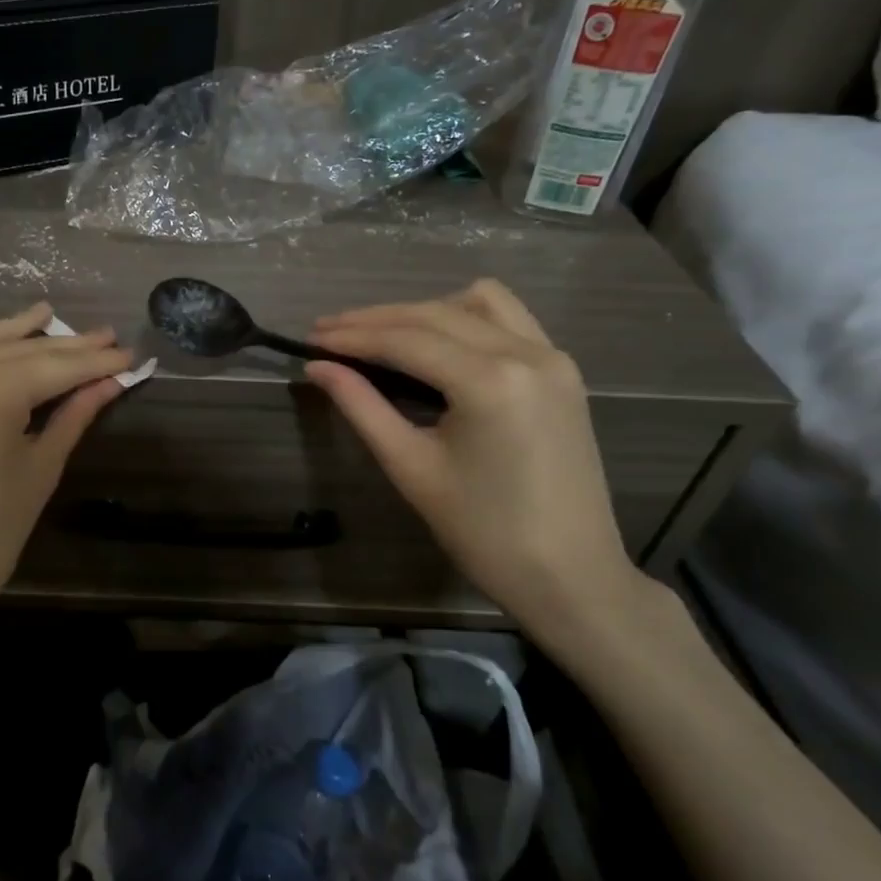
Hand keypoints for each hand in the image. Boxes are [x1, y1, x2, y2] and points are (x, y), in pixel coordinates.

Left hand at [0, 300, 130, 677]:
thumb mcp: (38, 472)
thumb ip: (72, 417)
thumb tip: (109, 383)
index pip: (58, 367)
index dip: (97, 361)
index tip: (128, 354)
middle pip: (19, 350)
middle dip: (65, 346)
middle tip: (103, 336)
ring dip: (12, 328)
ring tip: (47, 312)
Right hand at [308, 280, 681, 668]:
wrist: (570, 576)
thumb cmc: (483, 533)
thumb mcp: (411, 467)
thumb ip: (362, 407)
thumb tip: (317, 367)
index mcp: (490, 381)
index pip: (405, 340)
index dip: (352, 336)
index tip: (311, 338)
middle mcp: (527, 352)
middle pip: (435, 314)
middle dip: (377, 320)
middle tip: (329, 334)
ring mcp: (553, 357)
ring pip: (477, 303)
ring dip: (424, 312)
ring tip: (383, 337)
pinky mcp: (563, 371)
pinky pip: (509, 319)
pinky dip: (466, 320)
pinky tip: (438, 345)